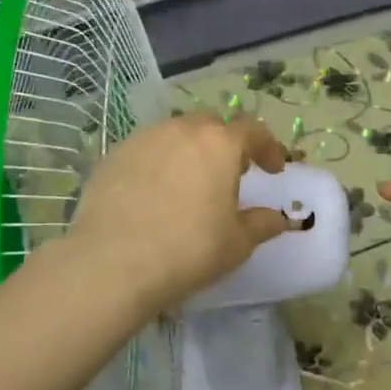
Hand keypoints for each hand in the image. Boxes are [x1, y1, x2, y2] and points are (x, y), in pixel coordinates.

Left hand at [67, 113, 293, 313]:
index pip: (253, 131)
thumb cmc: (189, 250)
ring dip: (191, 150)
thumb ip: (263, 224)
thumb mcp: (238, 243)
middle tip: (232, 172)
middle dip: (227, 143)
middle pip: (212, 125)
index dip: (269, 148)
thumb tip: (277, 218)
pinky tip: (155, 192)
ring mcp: (143, 139)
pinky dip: (159, 162)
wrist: (113, 264)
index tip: (274, 171)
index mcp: (220, 144)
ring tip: (191, 181)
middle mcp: (182, 130)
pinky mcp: (113, 156)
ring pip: (175, 133)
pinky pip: (146, 150)